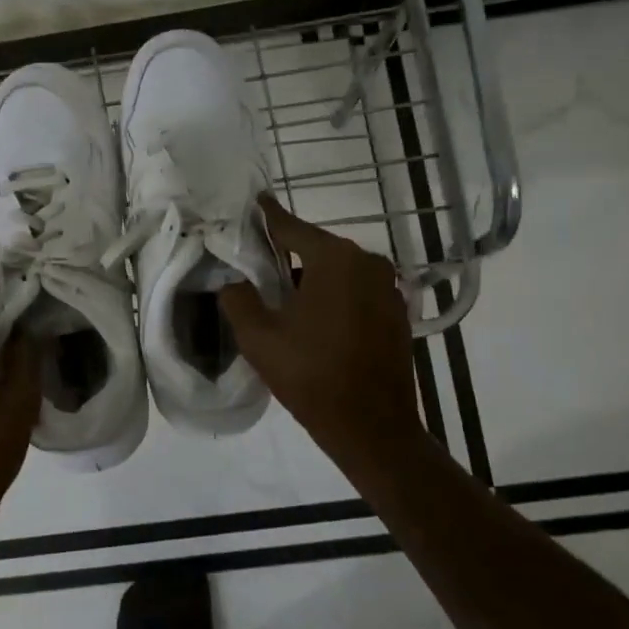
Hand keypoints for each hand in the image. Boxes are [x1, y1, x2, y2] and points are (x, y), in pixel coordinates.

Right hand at [218, 193, 429, 480]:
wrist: (372, 428)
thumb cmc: (311, 376)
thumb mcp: (258, 337)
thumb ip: (238, 298)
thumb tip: (232, 281)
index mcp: (335, 259)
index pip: (291, 227)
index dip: (267, 216)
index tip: (254, 200)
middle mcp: (367, 263)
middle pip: (316, 248)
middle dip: (287, 254)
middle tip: (256, 263)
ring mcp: (388, 288)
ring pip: (337, 271)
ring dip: (310, 278)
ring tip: (281, 297)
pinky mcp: (396, 312)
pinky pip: (355, 291)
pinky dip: (333, 295)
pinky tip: (314, 318)